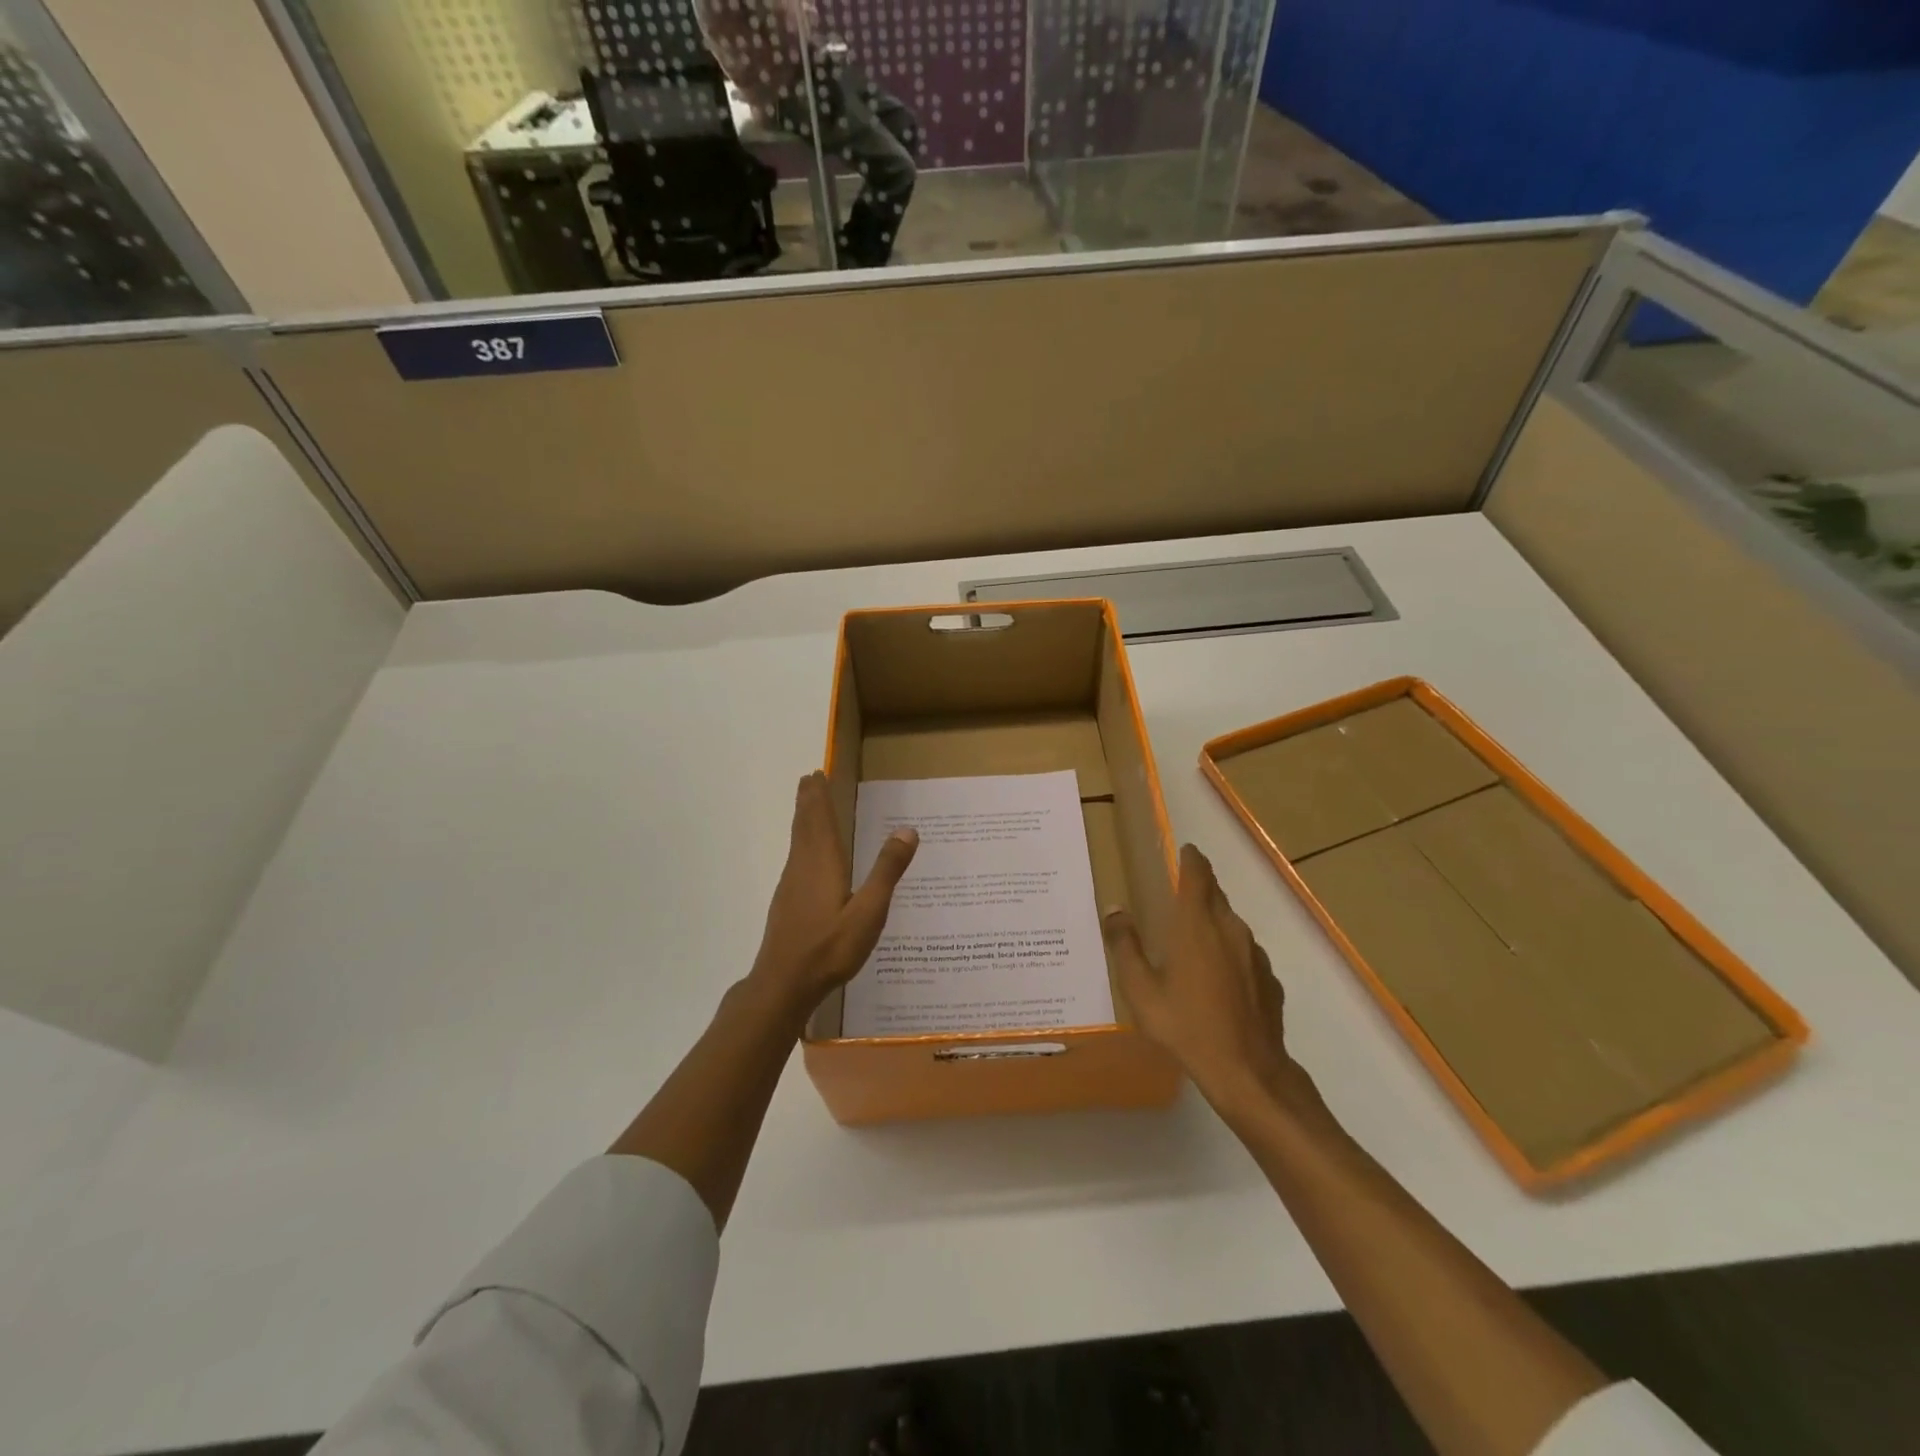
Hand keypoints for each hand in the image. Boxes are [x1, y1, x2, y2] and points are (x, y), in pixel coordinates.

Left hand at [746, 771, 918, 1021]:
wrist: (783, 984)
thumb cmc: (829, 947)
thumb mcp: (869, 911)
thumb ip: (886, 871)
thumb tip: (908, 830)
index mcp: (822, 861)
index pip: (819, 818)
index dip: (817, 795)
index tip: (816, 772)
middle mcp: (802, 865)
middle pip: (804, 824)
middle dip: (808, 801)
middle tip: (809, 779)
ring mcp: (791, 884)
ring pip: (797, 841)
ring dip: (803, 819)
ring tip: (809, 807)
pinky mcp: (787, 902)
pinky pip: (796, 858)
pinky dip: (802, 842)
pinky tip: (808, 857)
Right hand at [1102, 844, 1319, 1119]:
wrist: (1247, 1071)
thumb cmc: (1186, 1025)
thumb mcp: (1141, 989)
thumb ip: (1125, 945)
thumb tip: (1115, 909)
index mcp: (1197, 924)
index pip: (1198, 873)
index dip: (1191, 858)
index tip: (1183, 851)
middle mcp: (1229, 928)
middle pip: (1216, 894)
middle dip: (1198, 888)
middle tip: (1174, 896)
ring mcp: (1254, 953)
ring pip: (1231, 923)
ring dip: (1212, 922)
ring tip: (1191, 940)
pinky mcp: (1269, 978)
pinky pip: (1244, 952)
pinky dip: (1228, 952)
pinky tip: (1215, 979)